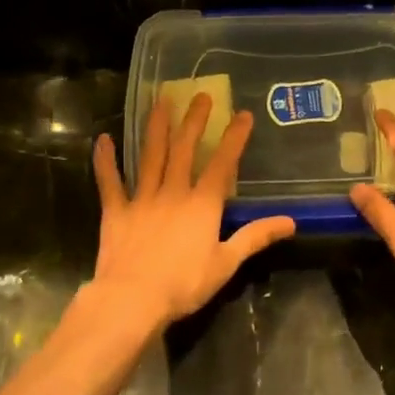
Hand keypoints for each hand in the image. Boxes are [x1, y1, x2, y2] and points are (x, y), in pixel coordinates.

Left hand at [90, 92, 295, 330]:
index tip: (243, 114)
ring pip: (151, 156)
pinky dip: (106, 160)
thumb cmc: (184, 284)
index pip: (223, 164)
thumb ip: (256, 237)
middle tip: (200, 95)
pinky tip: (103, 139)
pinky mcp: (116, 212)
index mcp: (203, 205)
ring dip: (157, 127)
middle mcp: (173, 192)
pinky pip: (110, 181)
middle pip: (185, 150)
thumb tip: (290, 221)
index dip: (234, 138)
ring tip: (161, 101)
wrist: (132, 299)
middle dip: (194, 121)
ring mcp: (142, 199)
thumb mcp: (227, 263)